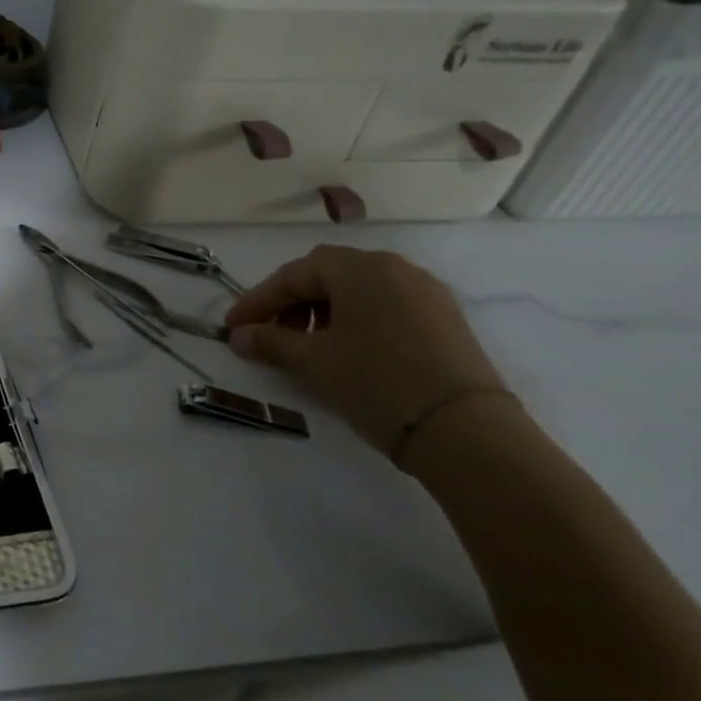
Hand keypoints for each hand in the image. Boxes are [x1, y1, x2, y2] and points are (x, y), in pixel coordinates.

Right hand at [225, 245, 505, 456]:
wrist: (466, 432)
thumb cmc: (377, 383)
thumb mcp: (314, 362)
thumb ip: (270, 342)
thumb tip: (238, 336)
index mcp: (360, 268)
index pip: (294, 274)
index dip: (259, 300)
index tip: (234, 326)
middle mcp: (394, 268)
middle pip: (327, 274)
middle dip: (291, 302)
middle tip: (270, 333)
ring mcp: (425, 292)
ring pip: (358, 290)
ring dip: (323, 311)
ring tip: (306, 345)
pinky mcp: (445, 319)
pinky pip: (386, 305)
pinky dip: (356, 320)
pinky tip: (346, 349)